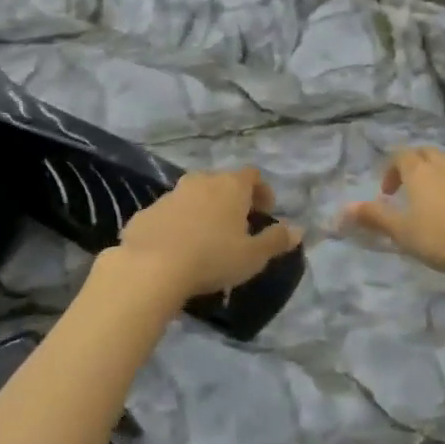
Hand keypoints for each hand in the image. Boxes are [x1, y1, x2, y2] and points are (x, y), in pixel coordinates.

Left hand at [115, 168, 301, 305]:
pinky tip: (176, 248)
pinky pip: (168, 214)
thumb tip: (298, 230)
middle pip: (221, 183)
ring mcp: (170, 194)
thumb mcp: (253, 256)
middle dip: (231, 200)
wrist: (150, 268)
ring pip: (193, 196)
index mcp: (231, 186)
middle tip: (237, 226)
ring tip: (205, 238)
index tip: (265, 212)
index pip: (252, 175)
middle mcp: (201, 181)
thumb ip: (276, 240)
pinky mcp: (146, 212)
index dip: (262, 191)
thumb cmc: (212, 258)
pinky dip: (176, 224)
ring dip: (202, 210)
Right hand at [340, 147, 444, 288]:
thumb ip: (374, 217)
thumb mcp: (403, 233)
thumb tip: (342, 208)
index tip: (389, 193)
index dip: (392, 170)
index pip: (401, 156)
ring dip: (444, 174)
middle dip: (417, 167)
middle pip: (427, 153)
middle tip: (414, 192)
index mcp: (421, 170)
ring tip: (444, 200)